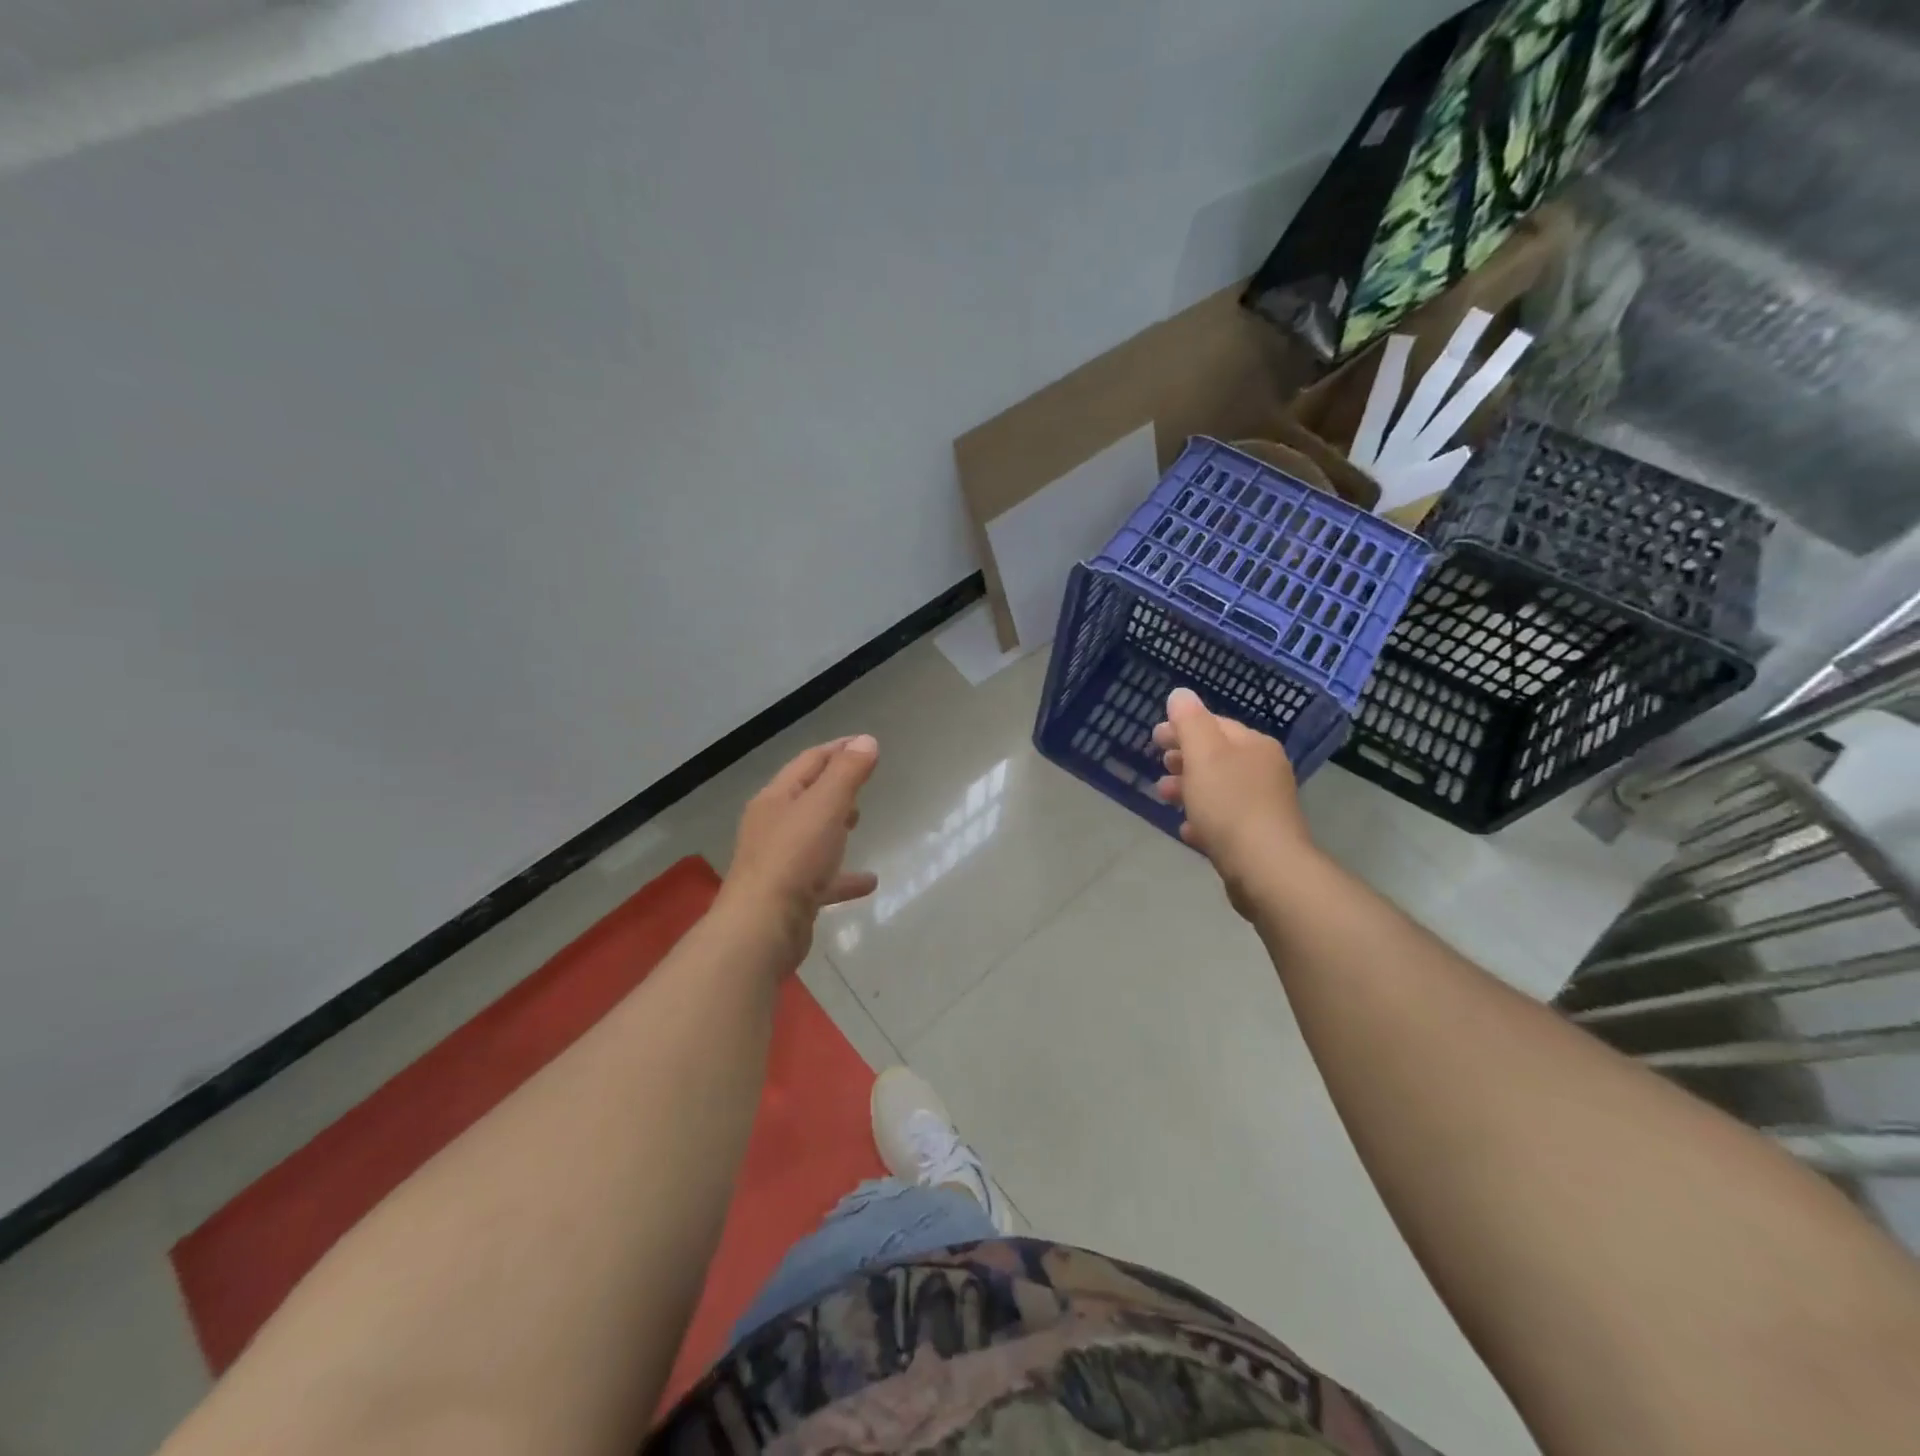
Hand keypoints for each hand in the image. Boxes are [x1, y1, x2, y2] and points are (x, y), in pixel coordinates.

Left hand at [720, 736, 879, 968]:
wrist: (763, 928)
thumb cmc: (794, 858)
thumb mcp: (826, 806)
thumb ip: (847, 773)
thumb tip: (865, 741)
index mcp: (776, 799)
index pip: (809, 762)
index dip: (838, 749)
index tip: (866, 743)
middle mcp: (772, 826)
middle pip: (806, 797)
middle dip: (834, 786)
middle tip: (862, 782)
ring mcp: (779, 862)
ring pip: (811, 836)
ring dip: (835, 826)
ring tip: (860, 821)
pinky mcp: (789, 895)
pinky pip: (822, 878)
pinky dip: (843, 875)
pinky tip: (869, 882)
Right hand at [1152, 688, 1314, 914]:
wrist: (1266, 868)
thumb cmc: (1230, 804)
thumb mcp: (1203, 754)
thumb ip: (1189, 722)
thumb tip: (1180, 694)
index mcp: (1254, 745)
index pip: (1215, 725)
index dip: (1183, 727)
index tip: (1155, 737)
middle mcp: (1264, 770)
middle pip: (1217, 757)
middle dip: (1185, 758)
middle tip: (1159, 765)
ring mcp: (1264, 805)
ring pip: (1219, 788)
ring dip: (1189, 789)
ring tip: (1163, 797)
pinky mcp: (1258, 837)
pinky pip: (1224, 820)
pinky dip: (1203, 819)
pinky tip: (1188, 829)